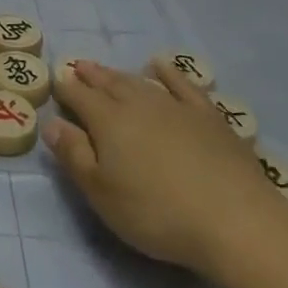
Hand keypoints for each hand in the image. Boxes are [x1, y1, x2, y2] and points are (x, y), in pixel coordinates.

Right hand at [46, 59, 285, 275]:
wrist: (236, 220)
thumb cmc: (156, 213)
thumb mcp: (101, 193)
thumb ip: (74, 155)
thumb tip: (52, 123)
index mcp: (108, 121)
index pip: (79, 97)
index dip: (65, 89)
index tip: (55, 82)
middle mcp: (139, 105)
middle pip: (109, 84)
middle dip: (91, 76)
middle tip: (78, 67)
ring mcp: (176, 107)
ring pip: (141, 82)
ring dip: (121, 75)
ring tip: (108, 70)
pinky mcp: (209, 117)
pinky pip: (183, 85)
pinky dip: (169, 73)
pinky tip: (162, 67)